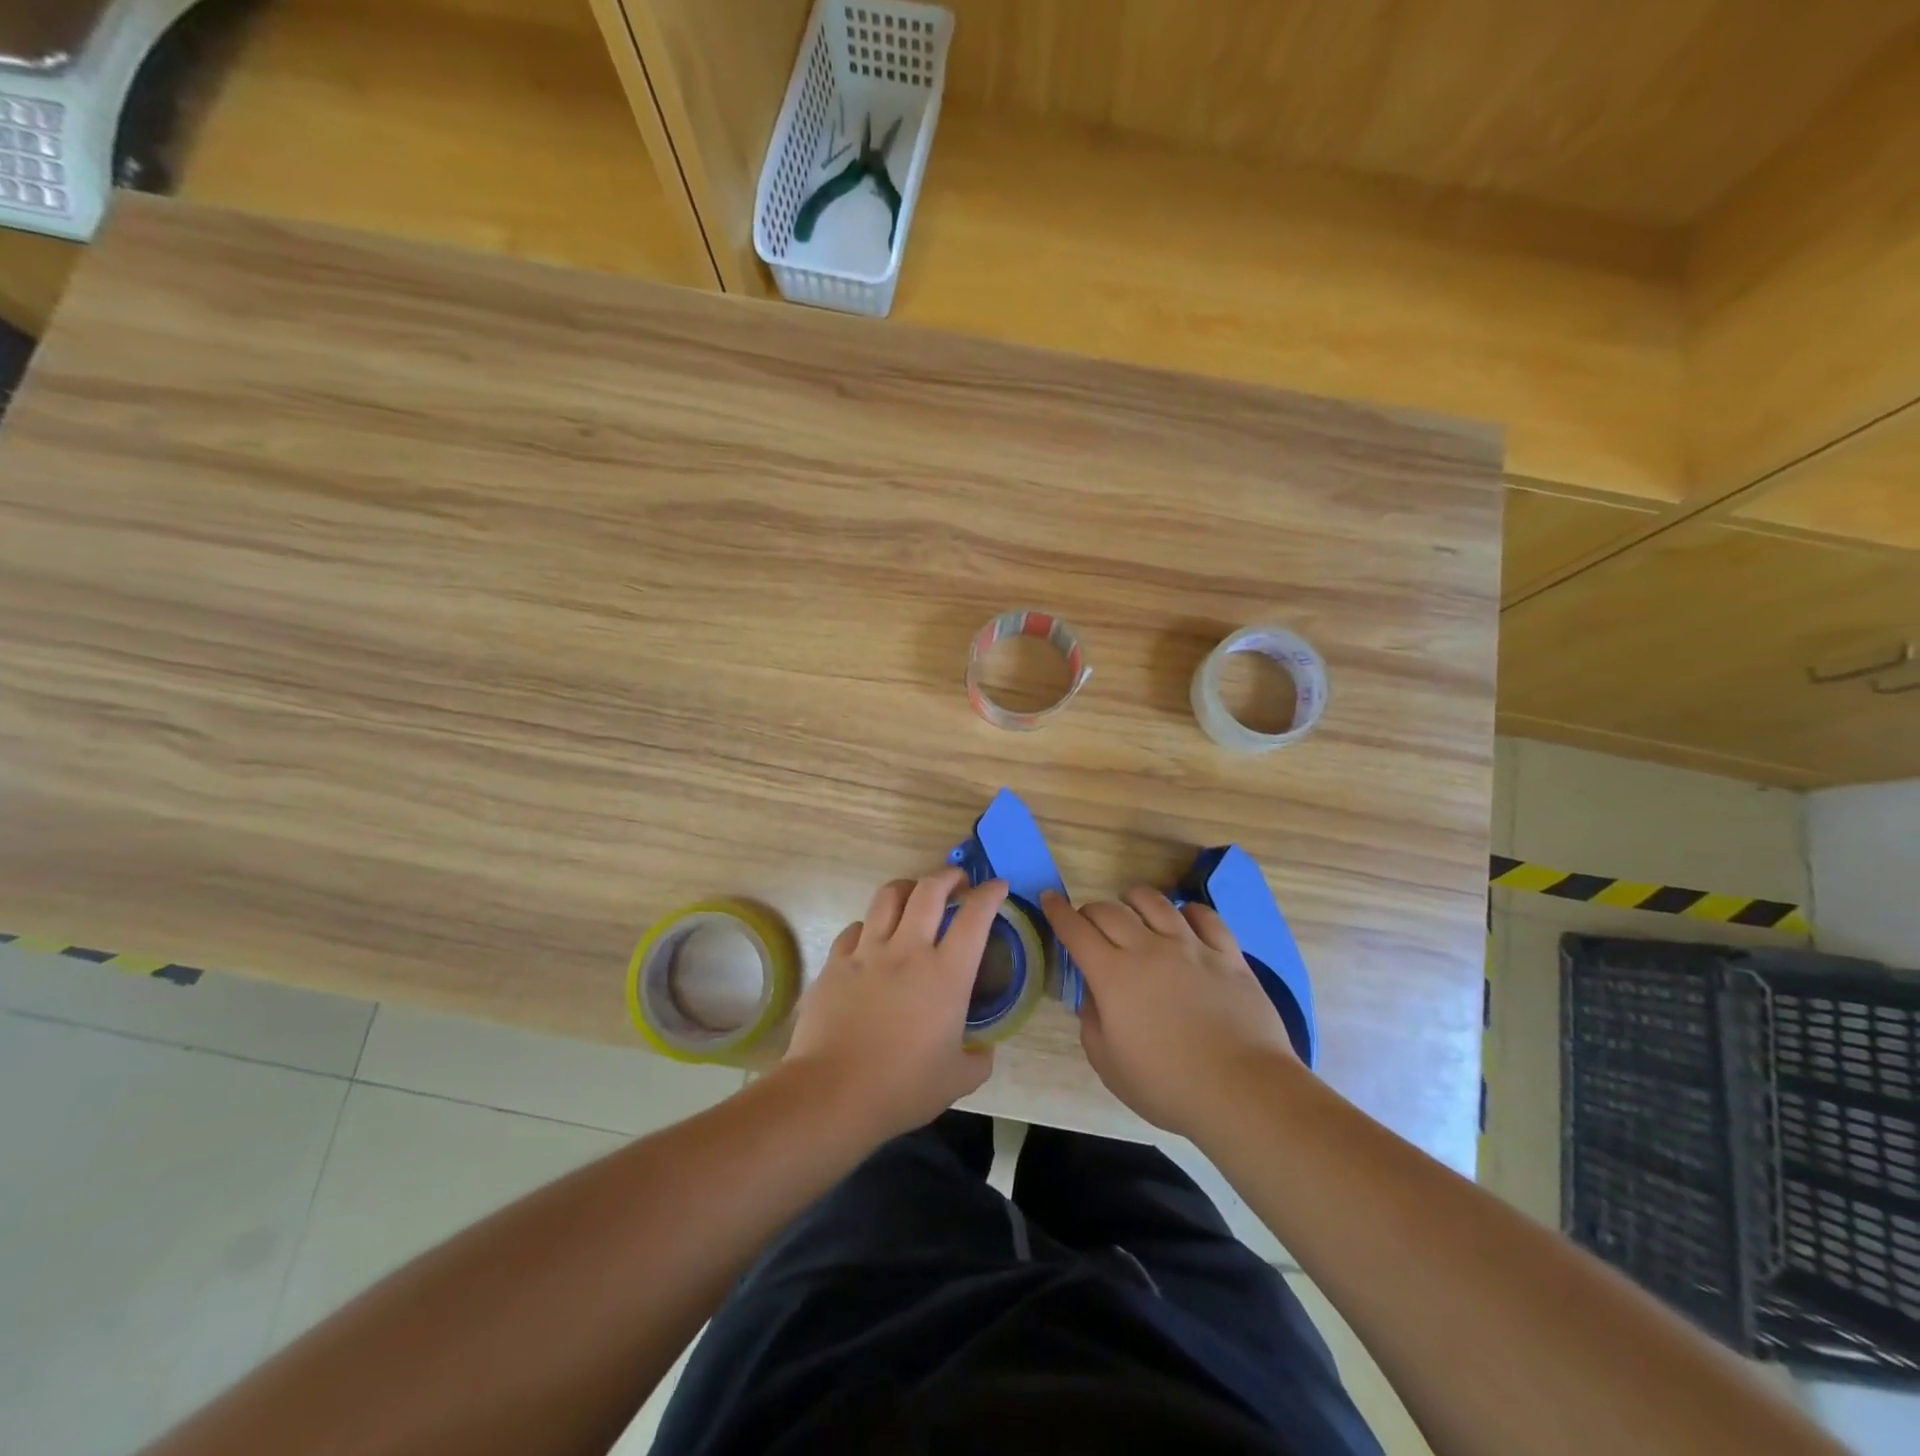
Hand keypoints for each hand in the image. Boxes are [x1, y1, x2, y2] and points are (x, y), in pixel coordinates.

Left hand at [784, 869, 1005, 1142]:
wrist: (833, 1093)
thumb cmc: (902, 1087)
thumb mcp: (957, 1080)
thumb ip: (978, 1058)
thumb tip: (983, 1048)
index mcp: (946, 973)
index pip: (975, 916)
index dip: (990, 894)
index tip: (998, 886)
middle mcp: (908, 949)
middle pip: (929, 889)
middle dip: (948, 876)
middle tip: (957, 881)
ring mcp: (868, 951)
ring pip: (889, 896)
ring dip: (908, 887)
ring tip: (915, 895)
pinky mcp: (836, 962)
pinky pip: (856, 927)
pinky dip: (870, 925)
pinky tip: (872, 938)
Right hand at [1042, 886, 1297, 1138]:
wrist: (1242, 1090)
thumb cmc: (1167, 1085)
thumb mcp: (1109, 1065)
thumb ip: (1092, 1023)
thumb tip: (1094, 998)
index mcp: (1113, 975)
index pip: (1076, 930)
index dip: (1058, 911)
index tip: (1049, 898)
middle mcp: (1148, 949)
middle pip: (1110, 910)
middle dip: (1091, 910)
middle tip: (1089, 922)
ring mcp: (1190, 947)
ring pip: (1155, 902)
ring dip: (1134, 899)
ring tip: (1131, 906)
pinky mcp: (1227, 954)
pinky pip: (1204, 916)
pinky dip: (1187, 911)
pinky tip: (1183, 918)